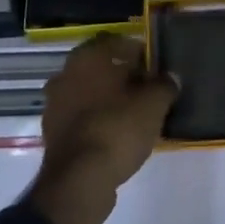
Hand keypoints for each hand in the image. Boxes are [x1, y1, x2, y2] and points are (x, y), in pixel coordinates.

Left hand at [26, 34, 177, 223]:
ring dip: (108, 100)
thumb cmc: (117, 129)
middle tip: (147, 91)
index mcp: (87, 58)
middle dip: (122, 77)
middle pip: (100, 68)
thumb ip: (164, 86)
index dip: (137, 52)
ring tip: (135, 116)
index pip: (115, 42)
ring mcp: (55, 105)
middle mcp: (65, 74)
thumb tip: (170, 78)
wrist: (79, 181)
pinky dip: (97, 121)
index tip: (154, 68)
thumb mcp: (153, 105)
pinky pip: (81, 118)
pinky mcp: (53, 134)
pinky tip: (117, 135)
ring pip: (89, 93)